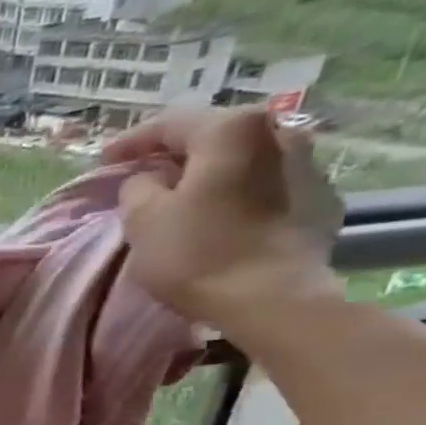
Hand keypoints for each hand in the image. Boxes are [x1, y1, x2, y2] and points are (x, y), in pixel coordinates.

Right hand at [103, 108, 345, 327]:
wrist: (271, 300)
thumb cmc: (196, 253)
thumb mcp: (141, 219)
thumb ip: (137, 188)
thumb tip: (149, 180)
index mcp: (231, 130)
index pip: (169, 124)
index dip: (130, 141)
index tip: (103, 160)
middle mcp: (279, 133)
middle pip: (214, 136)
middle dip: (176, 153)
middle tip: (144, 172)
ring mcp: (309, 165)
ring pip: (245, 160)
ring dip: (212, 172)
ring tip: (185, 194)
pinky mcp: (322, 201)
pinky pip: (268, 187)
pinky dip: (240, 194)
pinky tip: (222, 215)